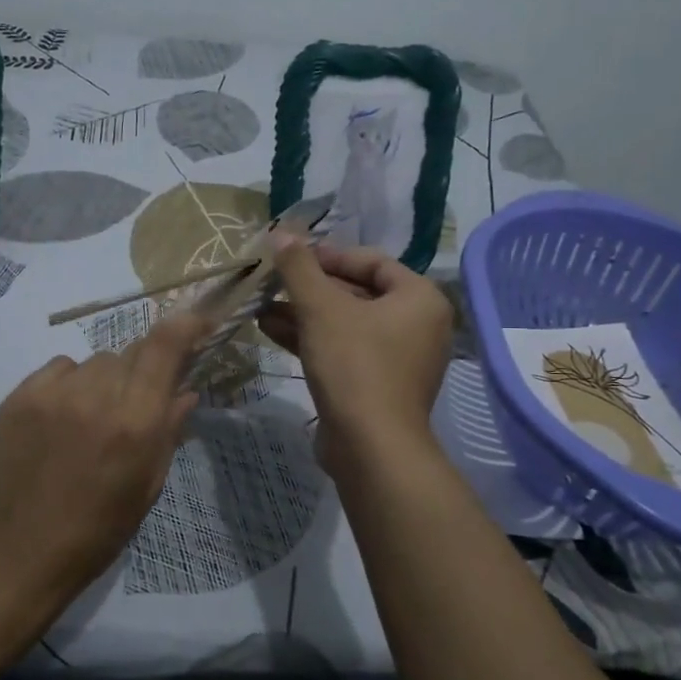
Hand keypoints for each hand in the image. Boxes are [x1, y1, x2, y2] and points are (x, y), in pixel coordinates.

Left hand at [0, 312, 208, 599]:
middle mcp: (95, 395)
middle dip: (142, 371)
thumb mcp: (148, 484)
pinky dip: (70, 384)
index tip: (198, 321)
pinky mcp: (19, 395)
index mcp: (134, 422)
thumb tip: (186, 390)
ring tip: (92, 418)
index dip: (185, 324)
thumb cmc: (99, 528)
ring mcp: (52, 392)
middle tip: (135, 404)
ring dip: (105, 380)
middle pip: (130, 353)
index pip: (164, 346)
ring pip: (95, 362)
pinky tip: (63, 417)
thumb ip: (169, 429)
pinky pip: (59, 369)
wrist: (22, 549)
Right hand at [260, 239, 453, 459]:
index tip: (290, 256)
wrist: (370, 446)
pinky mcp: (377, 385)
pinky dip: (312, 339)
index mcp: (419, 299)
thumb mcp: (321, 308)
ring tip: (261, 305)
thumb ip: (300, 268)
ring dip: (303, 314)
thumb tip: (281, 232)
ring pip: (345, 324)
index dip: (328, 255)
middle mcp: (417, 325)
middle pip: (357, 293)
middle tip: (272, 280)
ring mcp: (398, 359)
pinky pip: (343, 350)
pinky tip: (270, 330)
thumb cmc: (354, 364)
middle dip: (310, 288)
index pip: (372, 261)